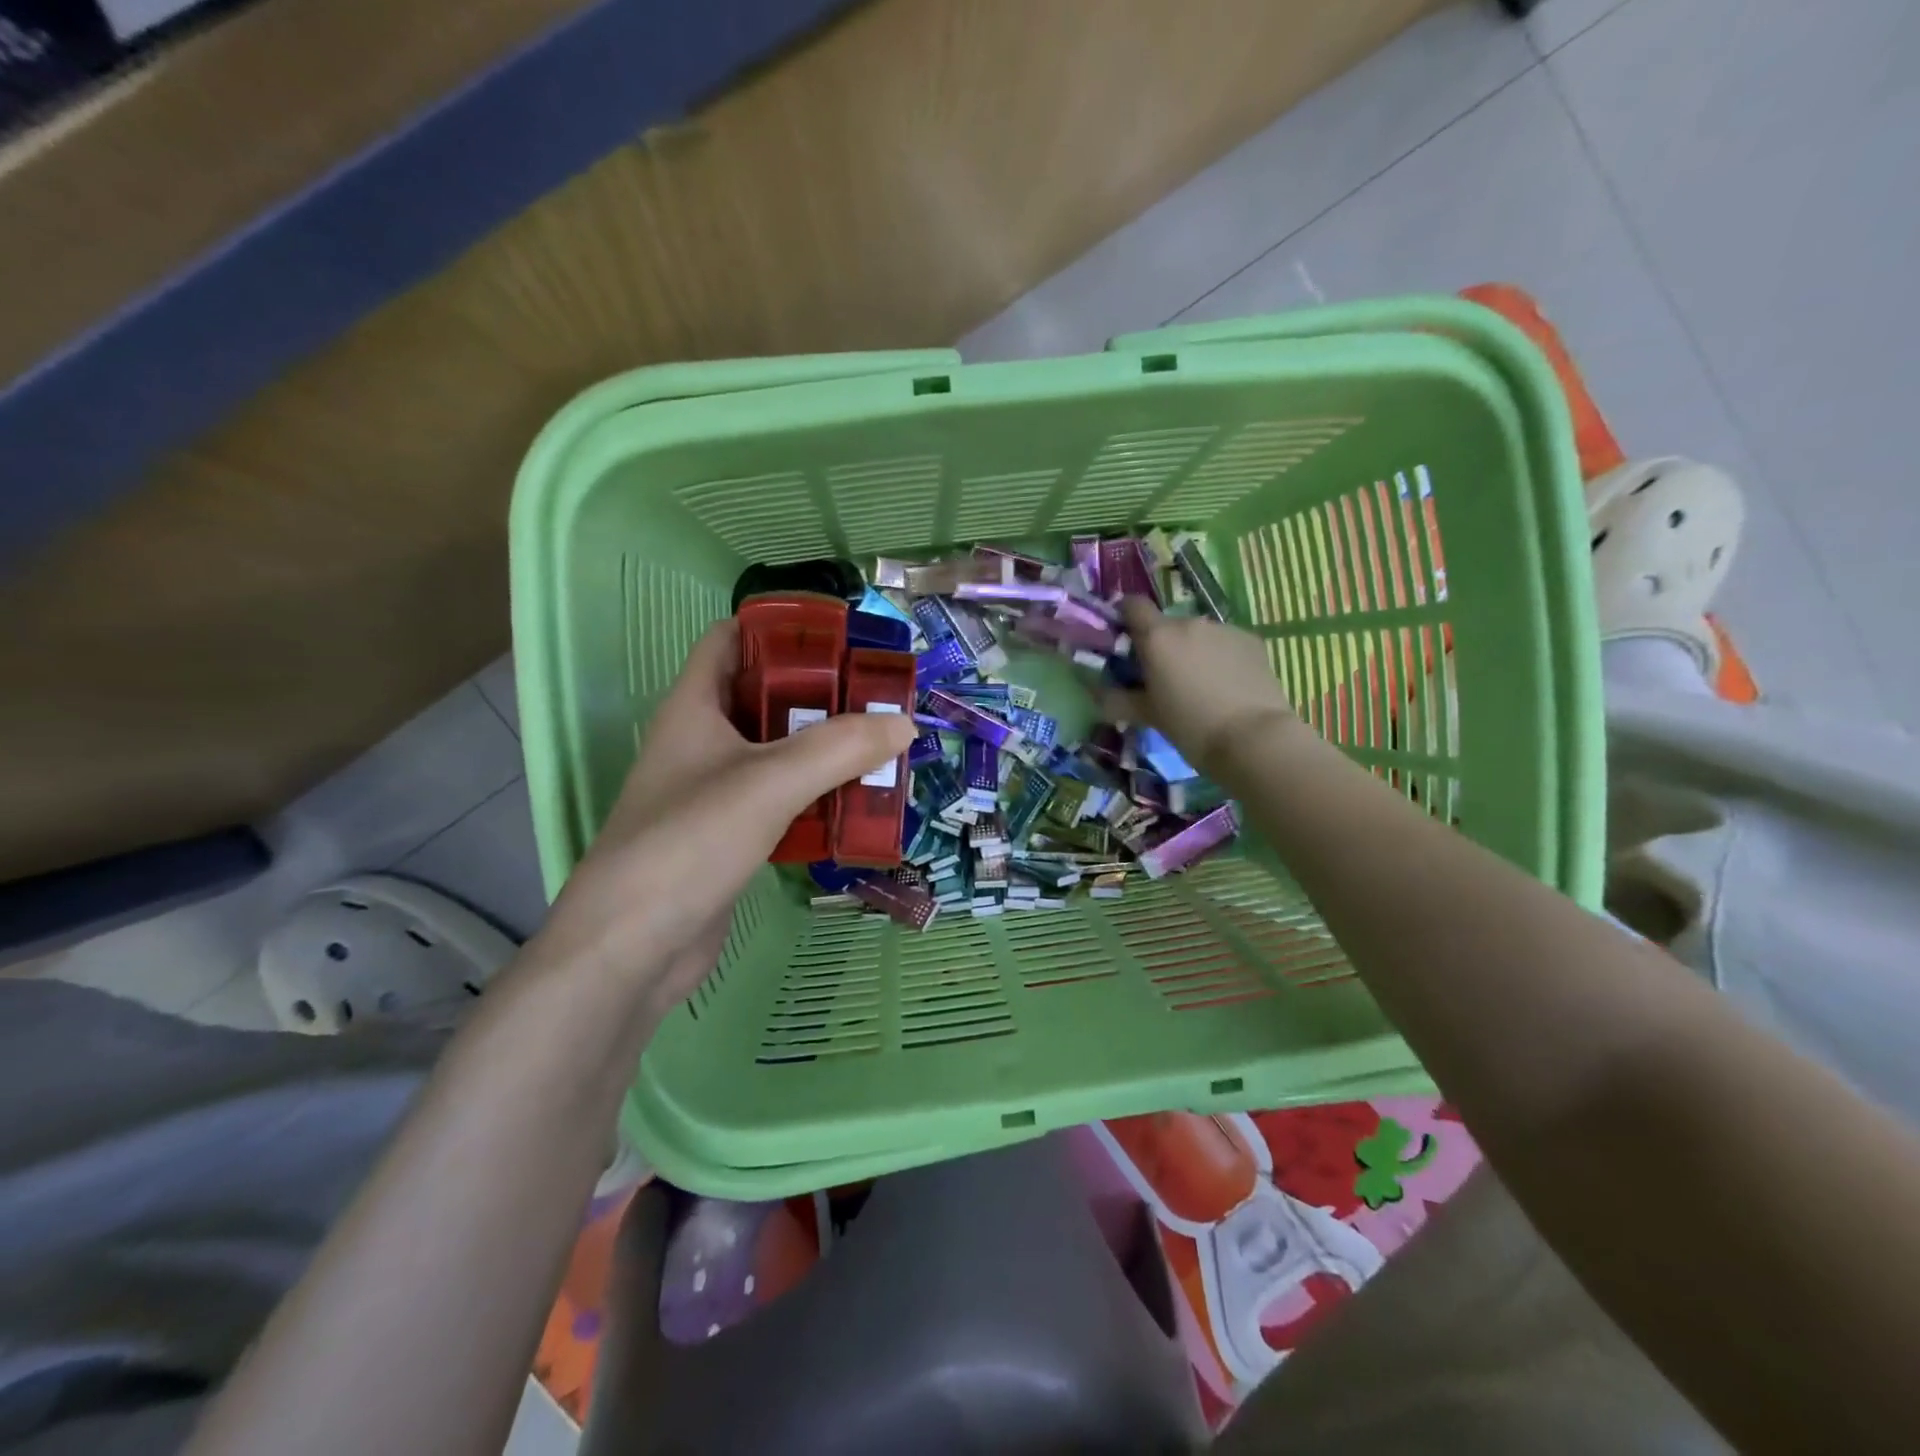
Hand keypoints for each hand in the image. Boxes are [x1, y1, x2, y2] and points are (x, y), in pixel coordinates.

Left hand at [529, 620, 912, 1016]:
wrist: (633, 949)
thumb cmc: (689, 843)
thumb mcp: (769, 783)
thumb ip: (839, 748)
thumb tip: (903, 723)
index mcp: (695, 708)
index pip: (732, 640)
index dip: (780, 628)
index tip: (841, 635)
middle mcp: (702, 743)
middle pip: (766, 698)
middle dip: (821, 694)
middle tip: (879, 697)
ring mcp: (714, 793)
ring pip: (778, 754)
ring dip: (825, 750)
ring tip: (882, 746)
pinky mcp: (730, 837)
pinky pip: (782, 801)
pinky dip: (817, 797)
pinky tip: (857, 803)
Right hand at [1104, 598, 1295, 776]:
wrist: (1253, 739)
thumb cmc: (1190, 727)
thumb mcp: (1147, 716)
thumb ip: (1117, 700)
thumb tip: (1096, 693)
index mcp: (1158, 637)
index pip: (1132, 605)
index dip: (1125, 616)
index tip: (1124, 639)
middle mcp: (1190, 623)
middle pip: (1167, 625)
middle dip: (1162, 646)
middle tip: (1163, 679)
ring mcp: (1224, 629)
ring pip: (1198, 635)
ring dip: (1192, 652)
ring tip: (1200, 687)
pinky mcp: (1252, 641)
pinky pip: (1225, 643)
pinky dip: (1220, 658)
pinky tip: (1227, 687)